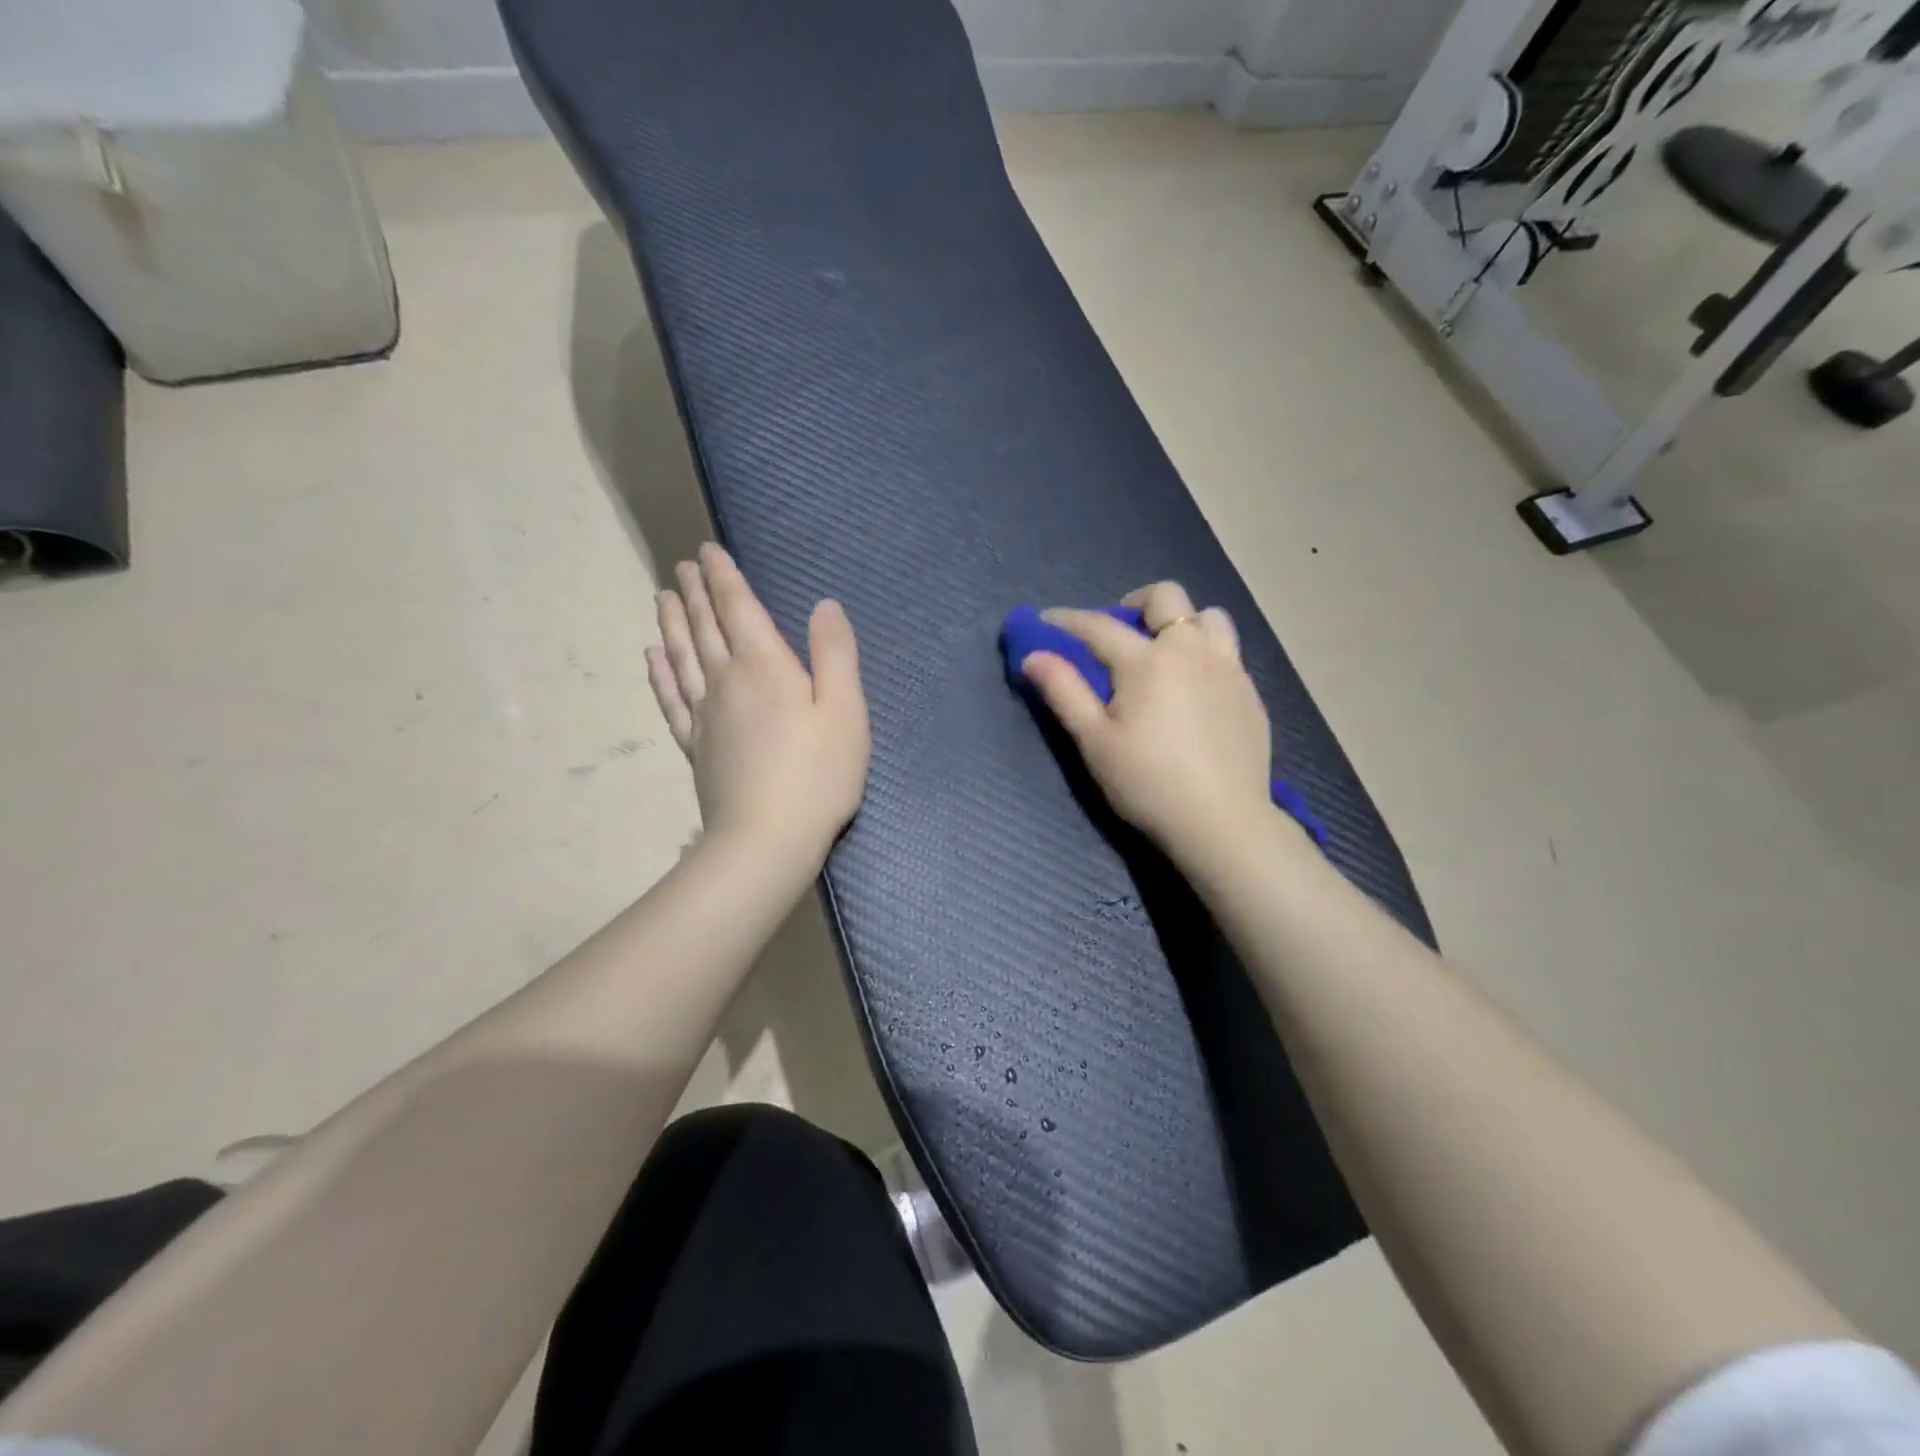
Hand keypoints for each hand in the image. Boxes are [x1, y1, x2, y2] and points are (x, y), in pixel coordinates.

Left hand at [647, 544, 869, 866]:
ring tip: (663, 598)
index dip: (724, 578)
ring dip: (673, 624)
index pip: (739, 609)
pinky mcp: (695, 746)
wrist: (766, 841)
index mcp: (766, 667)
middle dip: (696, 593)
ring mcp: (705, 715)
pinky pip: (671, 699)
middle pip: (706, 628)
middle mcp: (727, 681)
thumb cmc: (818, 776)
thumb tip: (825, 605)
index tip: (707, 551)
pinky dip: (660, 674)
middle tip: (682, 567)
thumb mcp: (846, 712)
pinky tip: (654, 658)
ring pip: (682, 657)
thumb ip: (836, 655)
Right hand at [1020, 582, 1273, 860]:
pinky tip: (1194, 687)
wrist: (1221, 821)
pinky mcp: (1250, 692)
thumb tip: (1033, 656)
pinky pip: (1228, 650)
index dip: (1067, 620)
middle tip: (1119, 632)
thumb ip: (1064, 692)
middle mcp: (1192, 650)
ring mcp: (1228, 668)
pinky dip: (1205, 651)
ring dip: (1181, 623)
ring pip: (1208, 616)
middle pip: (1166, 597)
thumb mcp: (1095, 741)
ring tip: (1165, 653)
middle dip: (1134, 604)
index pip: (1099, 626)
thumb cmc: (1148, 783)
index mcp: (1148, 661)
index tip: (1046, 620)